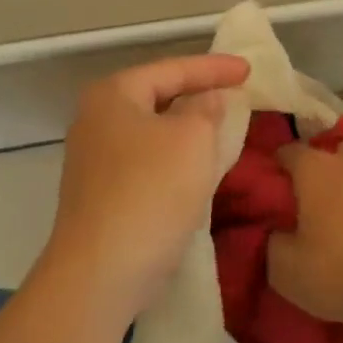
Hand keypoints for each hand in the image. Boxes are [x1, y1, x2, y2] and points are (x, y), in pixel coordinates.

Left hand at [40, 53, 249, 322]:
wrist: (100, 275)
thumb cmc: (151, 191)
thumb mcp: (193, 139)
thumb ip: (207, 109)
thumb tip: (208, 100)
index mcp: (113, 95)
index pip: (171, 69)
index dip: (213, 67)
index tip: (248, 69)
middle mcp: (96, 119)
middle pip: (158, 97)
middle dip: (197, 95)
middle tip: (235, 94)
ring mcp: (93, 160)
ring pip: (153, 132)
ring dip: (187, 130)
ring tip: (222, 128)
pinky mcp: (100, 195)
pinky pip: (146, 161)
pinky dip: (173, 158)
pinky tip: (196, 169)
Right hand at [268, 138, 342, 329]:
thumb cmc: (341, 272)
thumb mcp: (286, 270)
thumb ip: (274, 243)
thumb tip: (277, 232)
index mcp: (316, 170)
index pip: (289, 150)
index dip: (280, 164)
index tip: (275, 182)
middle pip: (339, 148)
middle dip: (331, 164)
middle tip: (322, 197)